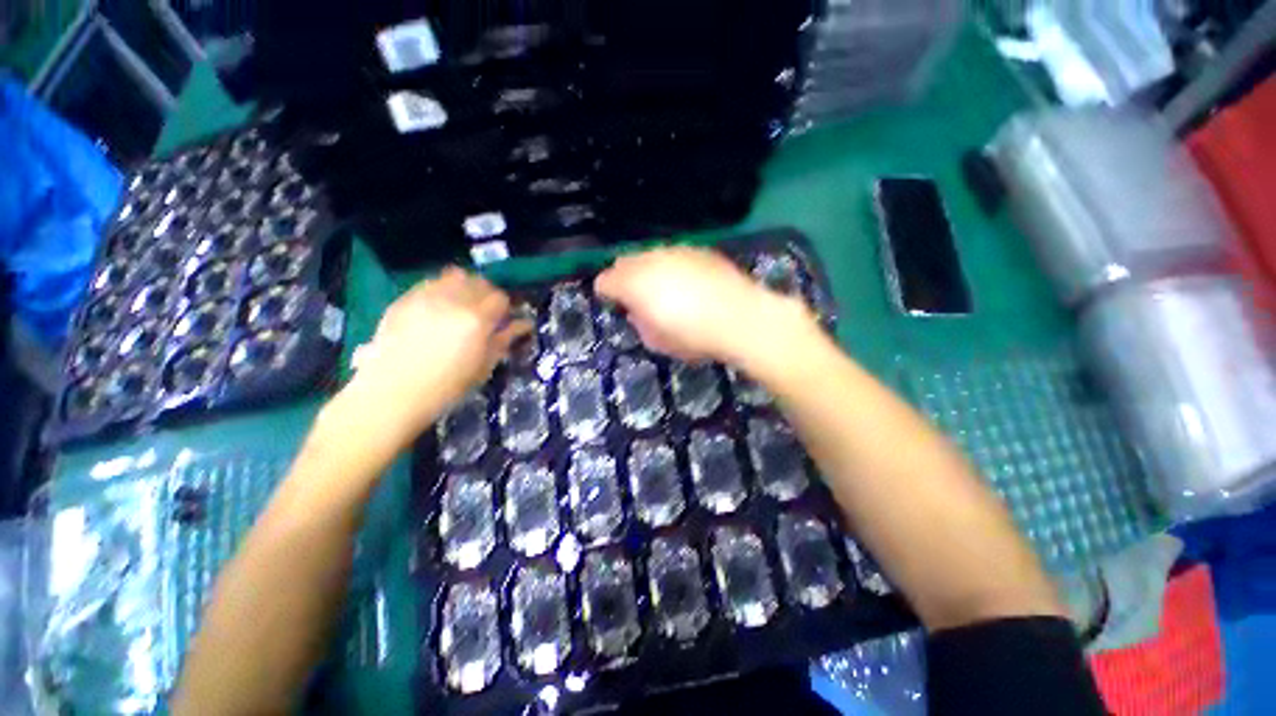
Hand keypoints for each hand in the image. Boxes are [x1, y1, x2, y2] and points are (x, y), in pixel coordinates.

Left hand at [334, 268, 529, 452]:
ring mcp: (426, 297)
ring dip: (465, 287)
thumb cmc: (446, 387)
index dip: (505, 308)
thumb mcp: (484, 366)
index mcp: (477, 320)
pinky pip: (431, 283)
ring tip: (461, 306)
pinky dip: (441, 289)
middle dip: (487, 294)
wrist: (392, 393)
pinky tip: (438, 309)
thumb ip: (504, 340)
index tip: (502, 321)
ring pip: (454, 276)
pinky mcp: (405, 299)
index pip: (500, 298)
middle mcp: (454, 301)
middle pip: (480, 282)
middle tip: (484, 313)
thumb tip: (524, 325)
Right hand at [594, 246, 816, 363]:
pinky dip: (674, 267)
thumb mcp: (657, 340)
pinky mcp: (700, 252)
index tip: (611, 302)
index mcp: (635, 284)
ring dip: (649, 270)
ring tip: (662, 290)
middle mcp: (652, 260)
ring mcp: (677, 252)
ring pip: (651, 255)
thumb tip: (638, 313)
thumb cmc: (692, 337)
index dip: (605, 291)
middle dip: (625, 277)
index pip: (607, 280)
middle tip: (634, 296)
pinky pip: (676, 256)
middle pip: (626, 261)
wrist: (740, 319)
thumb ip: (641, 323)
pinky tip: (687, 283)